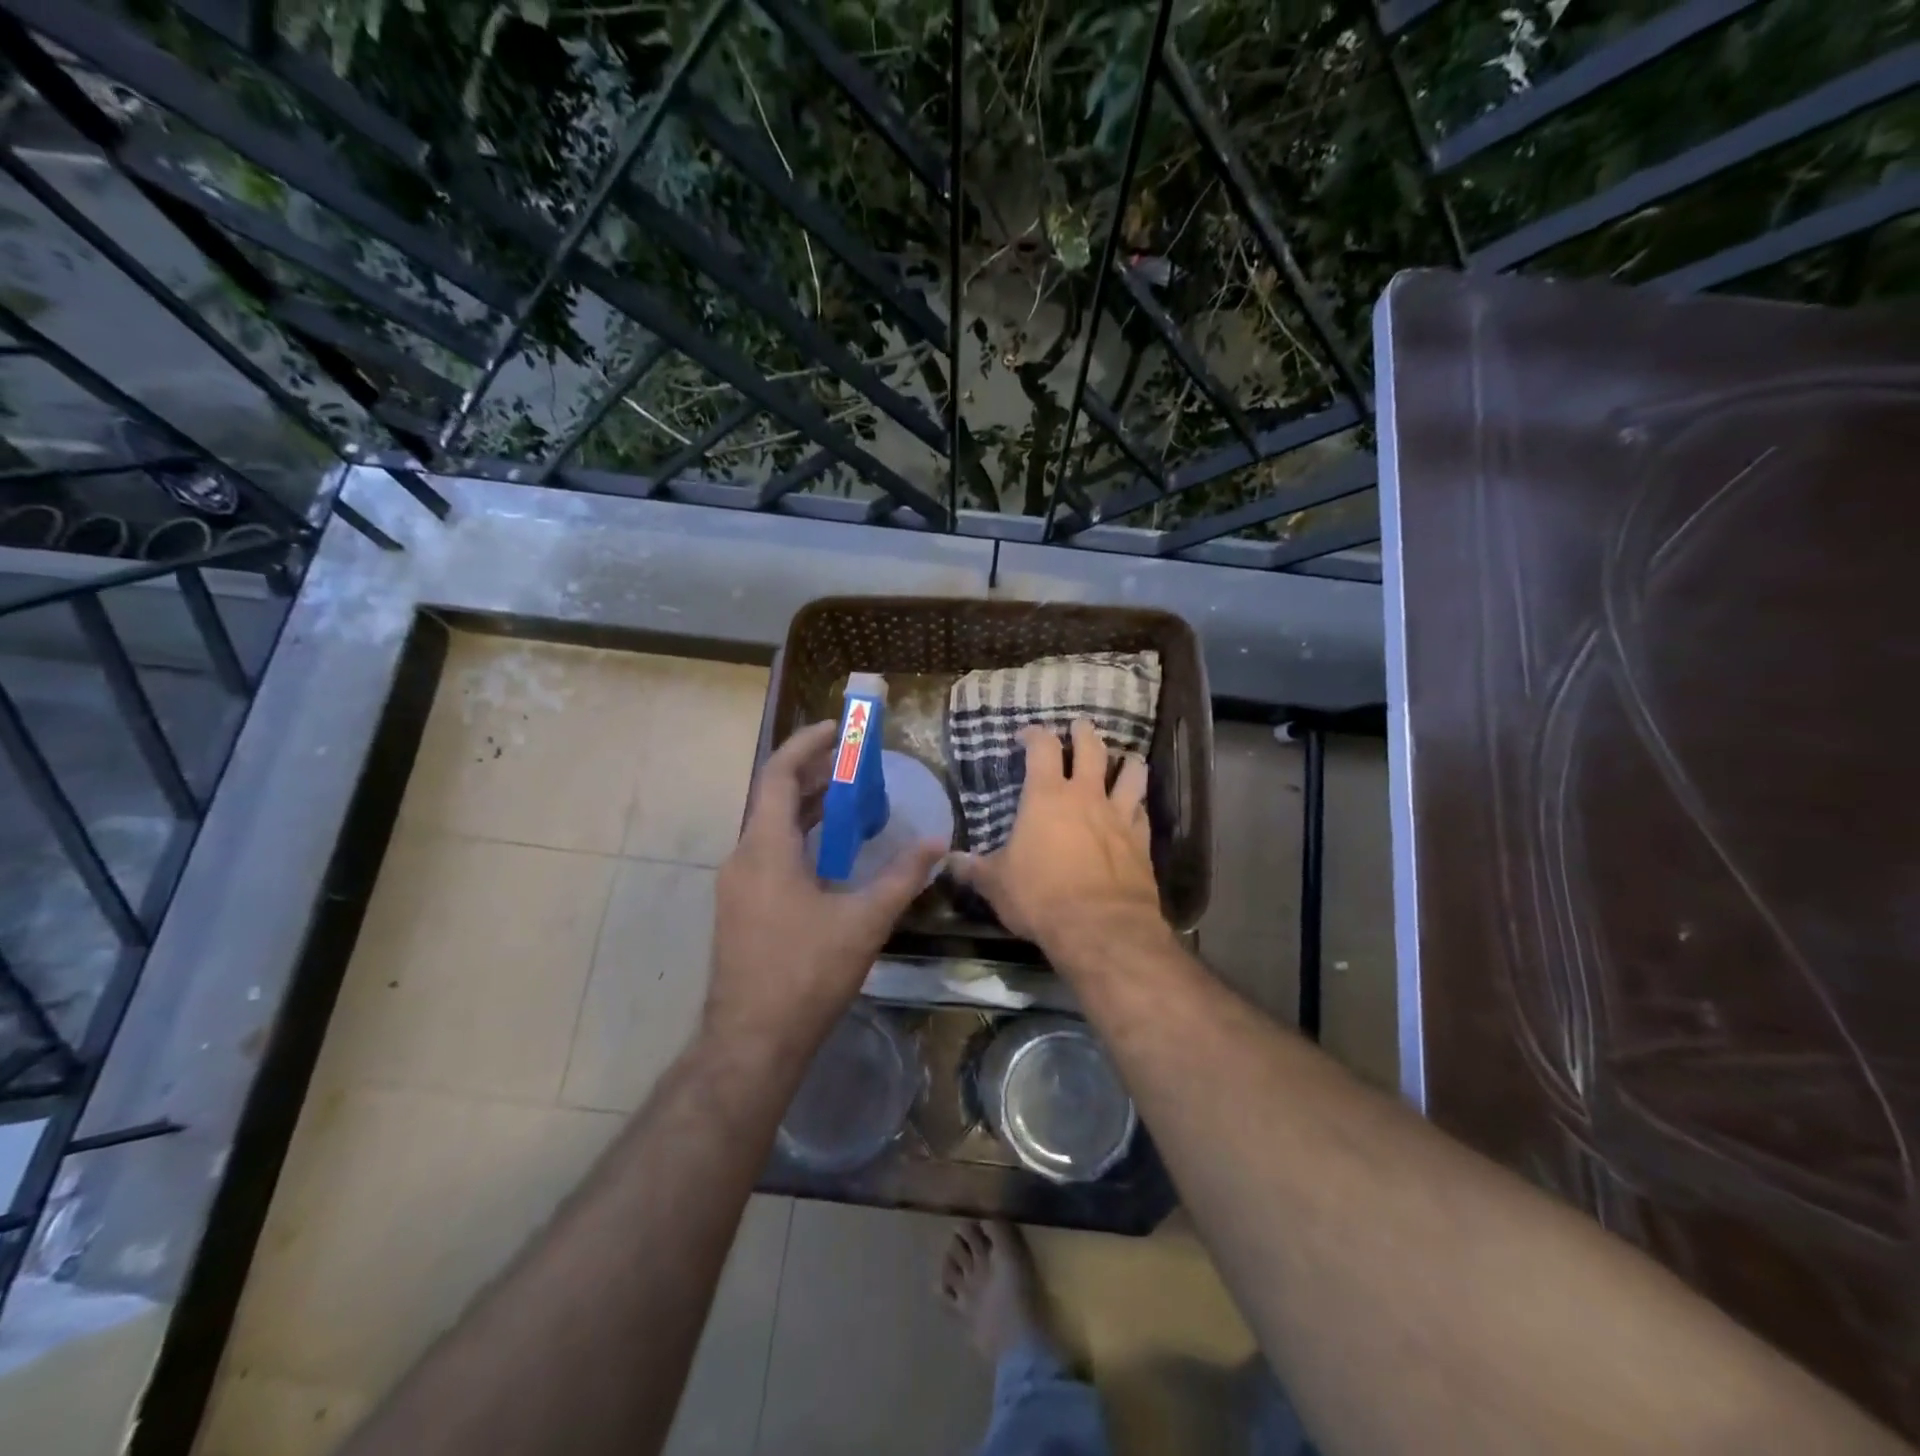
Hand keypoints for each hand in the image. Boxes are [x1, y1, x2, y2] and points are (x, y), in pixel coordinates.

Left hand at [707, 720, 944, 1062]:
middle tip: (857, 763)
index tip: (838, 728)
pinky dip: (801, 838)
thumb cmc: (806, 973)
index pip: (778, 775)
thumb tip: (938, 844)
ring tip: (853, 800)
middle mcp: (744, 857)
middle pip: (775, 797)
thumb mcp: (864, 921)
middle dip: (815, 774)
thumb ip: (902, 877)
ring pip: (772, 828)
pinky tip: (834, 854)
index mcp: (766, 849)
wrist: (752, 1040)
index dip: (806, 745)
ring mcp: (738, 885)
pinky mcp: (741, 909)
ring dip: (809, 808)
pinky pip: (770, 854)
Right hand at [951, 719, 1169, 962]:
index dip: (1034, 734)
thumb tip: (947, 861)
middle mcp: (1086, 796)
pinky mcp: (1141, 841)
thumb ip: (973, 869)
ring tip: (1125, 759)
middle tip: (1079, 727)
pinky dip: (1139, 805)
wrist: (1100, 927)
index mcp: (1046, 797)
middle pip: (1091, 748)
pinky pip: (1143, 812)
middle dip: (1083, 733)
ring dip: (1126, 762)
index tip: (1026, 735)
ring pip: (1131, 773)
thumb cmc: (1040, 897)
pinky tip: (1136, 809)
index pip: (1042, 747)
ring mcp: (1119, 816)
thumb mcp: (996, 884)